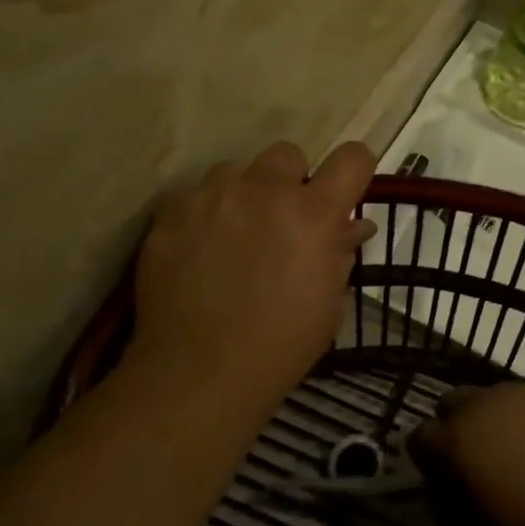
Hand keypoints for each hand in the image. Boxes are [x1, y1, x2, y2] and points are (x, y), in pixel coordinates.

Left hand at [129, 141, 376, 414]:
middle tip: (282, 220)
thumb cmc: (282, 343)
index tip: (345, 191)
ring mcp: (212, 197)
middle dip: (291, 181)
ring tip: (233, 235)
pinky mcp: (171, 213)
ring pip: (235, 171)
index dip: (353, 170)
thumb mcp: (330, 301)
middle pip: (287, 154)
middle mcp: (265, 191)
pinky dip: (202, 215)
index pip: (352, 158)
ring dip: (243, 194)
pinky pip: (194, 196)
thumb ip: (341, 252)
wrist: (201, 372)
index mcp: (314, 213)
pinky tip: (198, 252)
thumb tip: (352, 225)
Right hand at [412, 383, 524, 525]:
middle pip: (453, 404)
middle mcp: (487, 402)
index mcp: (461, 438)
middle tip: (479, 466)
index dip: (428, 463)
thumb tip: (451, 496)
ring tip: (523, 458)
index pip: (420, 438)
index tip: (446, 487)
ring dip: (497, 422)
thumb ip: (461, 505)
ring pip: (496, 398)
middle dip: (457, 430)